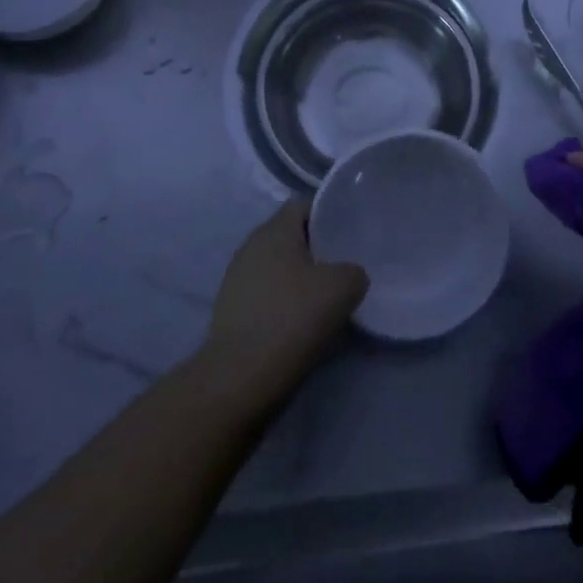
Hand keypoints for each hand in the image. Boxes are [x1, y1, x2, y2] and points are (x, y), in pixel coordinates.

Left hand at [201, 201, 367, 409]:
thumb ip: (353, 271)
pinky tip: (298, 323)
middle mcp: (251, 244)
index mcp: (275, 229)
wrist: (240, 377)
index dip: (328, 215)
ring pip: (276, 266)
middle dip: (315, 249)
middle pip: (289, 236)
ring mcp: (236, 277)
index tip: (349, 234)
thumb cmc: (292, 318)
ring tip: (323, 299)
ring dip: (298, 278)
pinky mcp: (229, 310)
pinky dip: (282, 302)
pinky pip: (265, 293)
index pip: (304, 205)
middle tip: (342, 267)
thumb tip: (350, 275)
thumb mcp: (342, 287)